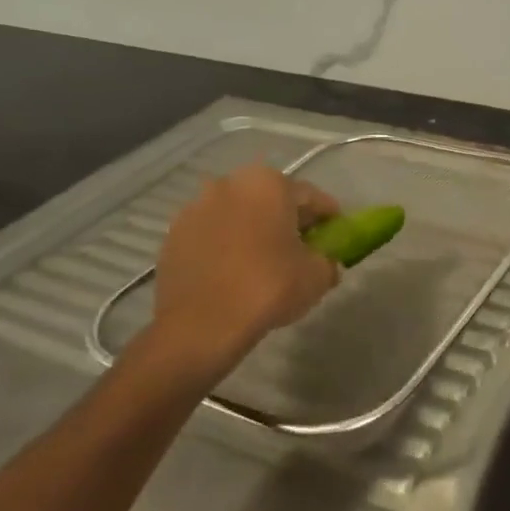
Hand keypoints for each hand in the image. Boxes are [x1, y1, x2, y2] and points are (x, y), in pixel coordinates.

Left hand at [141, 166, 339, 380]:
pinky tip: (235, 272)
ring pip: (238, 215)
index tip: (336, 234)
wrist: (201, 326)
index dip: (328, 217)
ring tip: (265, 261)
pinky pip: (212, 235)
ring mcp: (195, 208)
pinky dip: (227, 246)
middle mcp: (229, 184)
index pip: (311, 197)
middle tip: (303, 247)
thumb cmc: (267, 288)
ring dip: (254, 230)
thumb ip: (328, 261)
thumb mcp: (317, 276)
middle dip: (288, 220)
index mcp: (268, 184)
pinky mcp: (173, 235)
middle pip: (270, 200)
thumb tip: (326, 262)